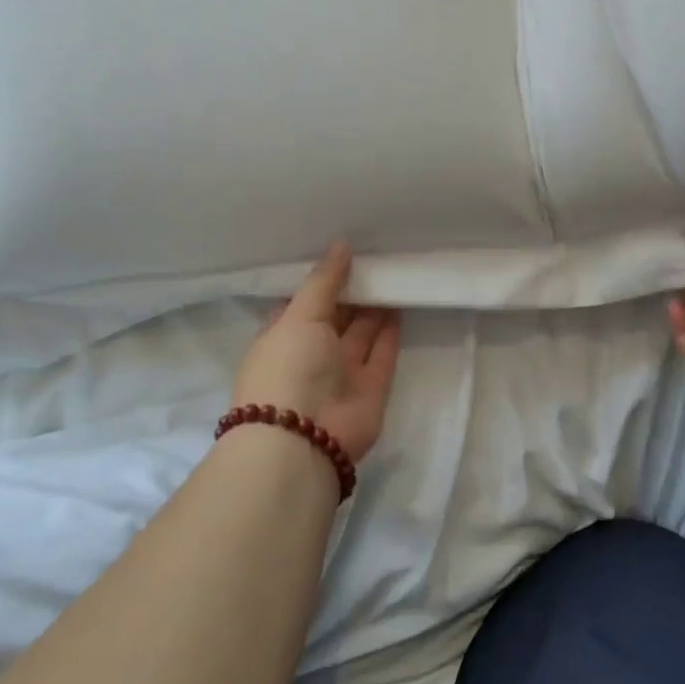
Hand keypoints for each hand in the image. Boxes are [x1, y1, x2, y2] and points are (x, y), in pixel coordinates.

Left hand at [231, 243, 400, 464]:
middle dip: (353, 290)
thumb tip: (342, 244)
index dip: (322, 280)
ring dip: (375, 306)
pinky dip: (392, 329)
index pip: (303, 303)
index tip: (344, 252)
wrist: (304, 439)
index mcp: (283, 337)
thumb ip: (324, 281)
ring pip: (362, 332)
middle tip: (377, 256)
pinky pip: (383, 351)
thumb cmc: (288, 369)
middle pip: (336, 316)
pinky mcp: (371, 387)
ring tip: (394, 271)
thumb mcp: (299, 316)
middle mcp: (311, 354)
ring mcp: (342, 372)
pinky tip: (402, 300)